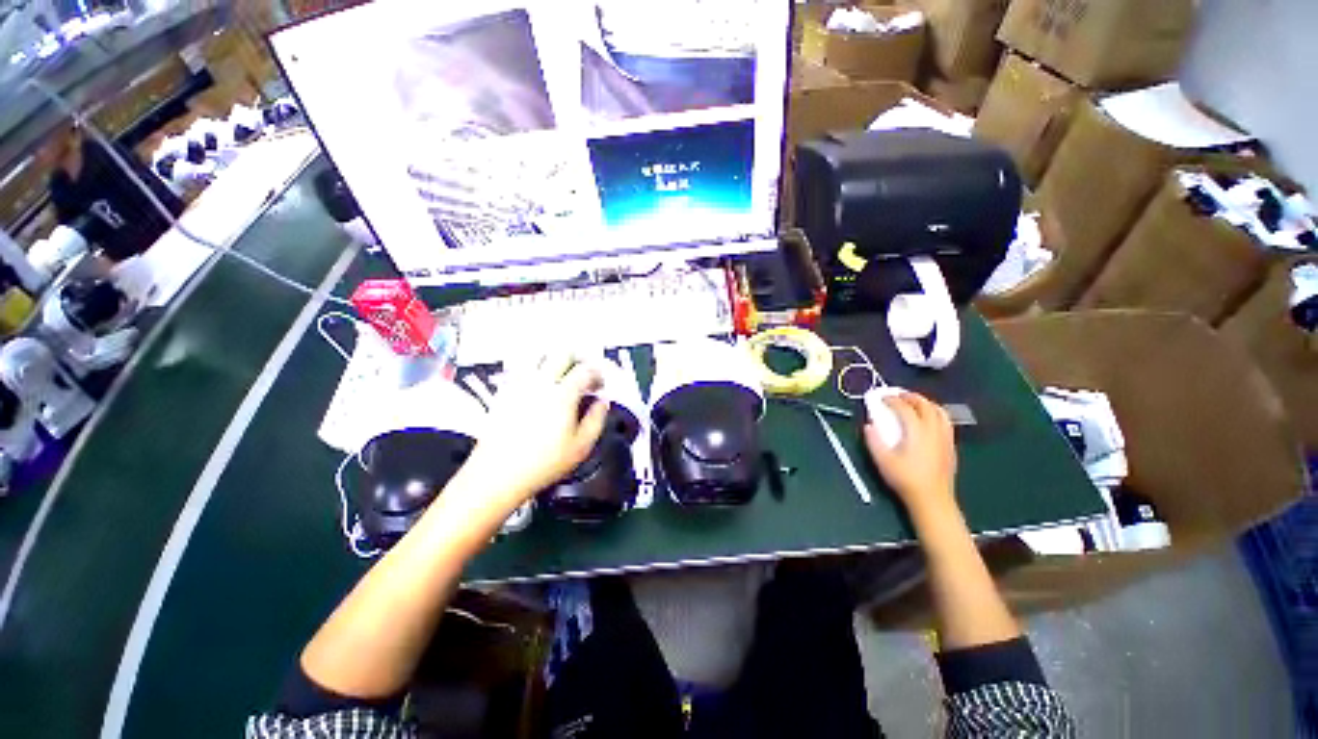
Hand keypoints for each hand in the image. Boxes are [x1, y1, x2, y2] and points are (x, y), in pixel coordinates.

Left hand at [454, 355, 608, 512]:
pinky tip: (539, 384)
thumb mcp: (581, 446)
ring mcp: (519, 385)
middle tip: (584, 373)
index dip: (597, 374)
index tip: (600, 384)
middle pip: (562, 353)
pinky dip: (535, 368)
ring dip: (555, 359)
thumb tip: (603, 403)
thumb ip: (597, 419)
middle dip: (578, 359)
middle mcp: (540, 383)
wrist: (497, 475)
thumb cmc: (541, 464)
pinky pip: (521, 368)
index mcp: (562, 394)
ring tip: (562, 373)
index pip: (585, 370)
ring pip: (539, 355)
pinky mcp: (504, 392)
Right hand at [863, 391, 957, 519]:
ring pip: (939, 412)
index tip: (881, 398)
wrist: (932, 499)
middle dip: (911, 397)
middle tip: (898, 395)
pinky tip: (927, 420)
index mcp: (917, 431)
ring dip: (926, 403)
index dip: (892, 400)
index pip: (905, 408)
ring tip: (914, 403)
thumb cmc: (905, 479)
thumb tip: (869, 425)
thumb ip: (874, 441)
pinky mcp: (950, 446)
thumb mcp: (883, 461)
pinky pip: (945, 422)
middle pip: (925, 405)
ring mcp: (945, 438)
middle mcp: (934, 430)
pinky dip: (935, 414)